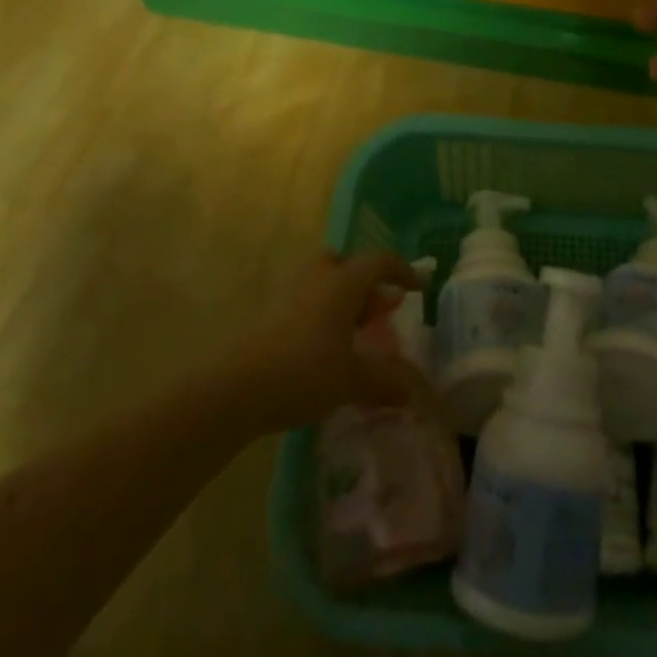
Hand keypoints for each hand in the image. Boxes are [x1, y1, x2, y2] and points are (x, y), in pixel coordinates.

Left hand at [235, 251, 434, 430]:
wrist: (236, 389)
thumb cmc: (305, 372)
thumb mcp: (352, 380)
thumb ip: (385, 383)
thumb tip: (413, 393)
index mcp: (344, 282)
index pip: (380, 262)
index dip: (403, 272)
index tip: (419, 288)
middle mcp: (318, 277)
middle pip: (347, 265)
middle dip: (366, 284)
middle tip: (378, 313)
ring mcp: (289, 292)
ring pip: (324, 282)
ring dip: (342, 299)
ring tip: (352, 335)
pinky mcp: (269, 312)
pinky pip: (306, 301)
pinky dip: (321, 314)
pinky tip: (323, 349)